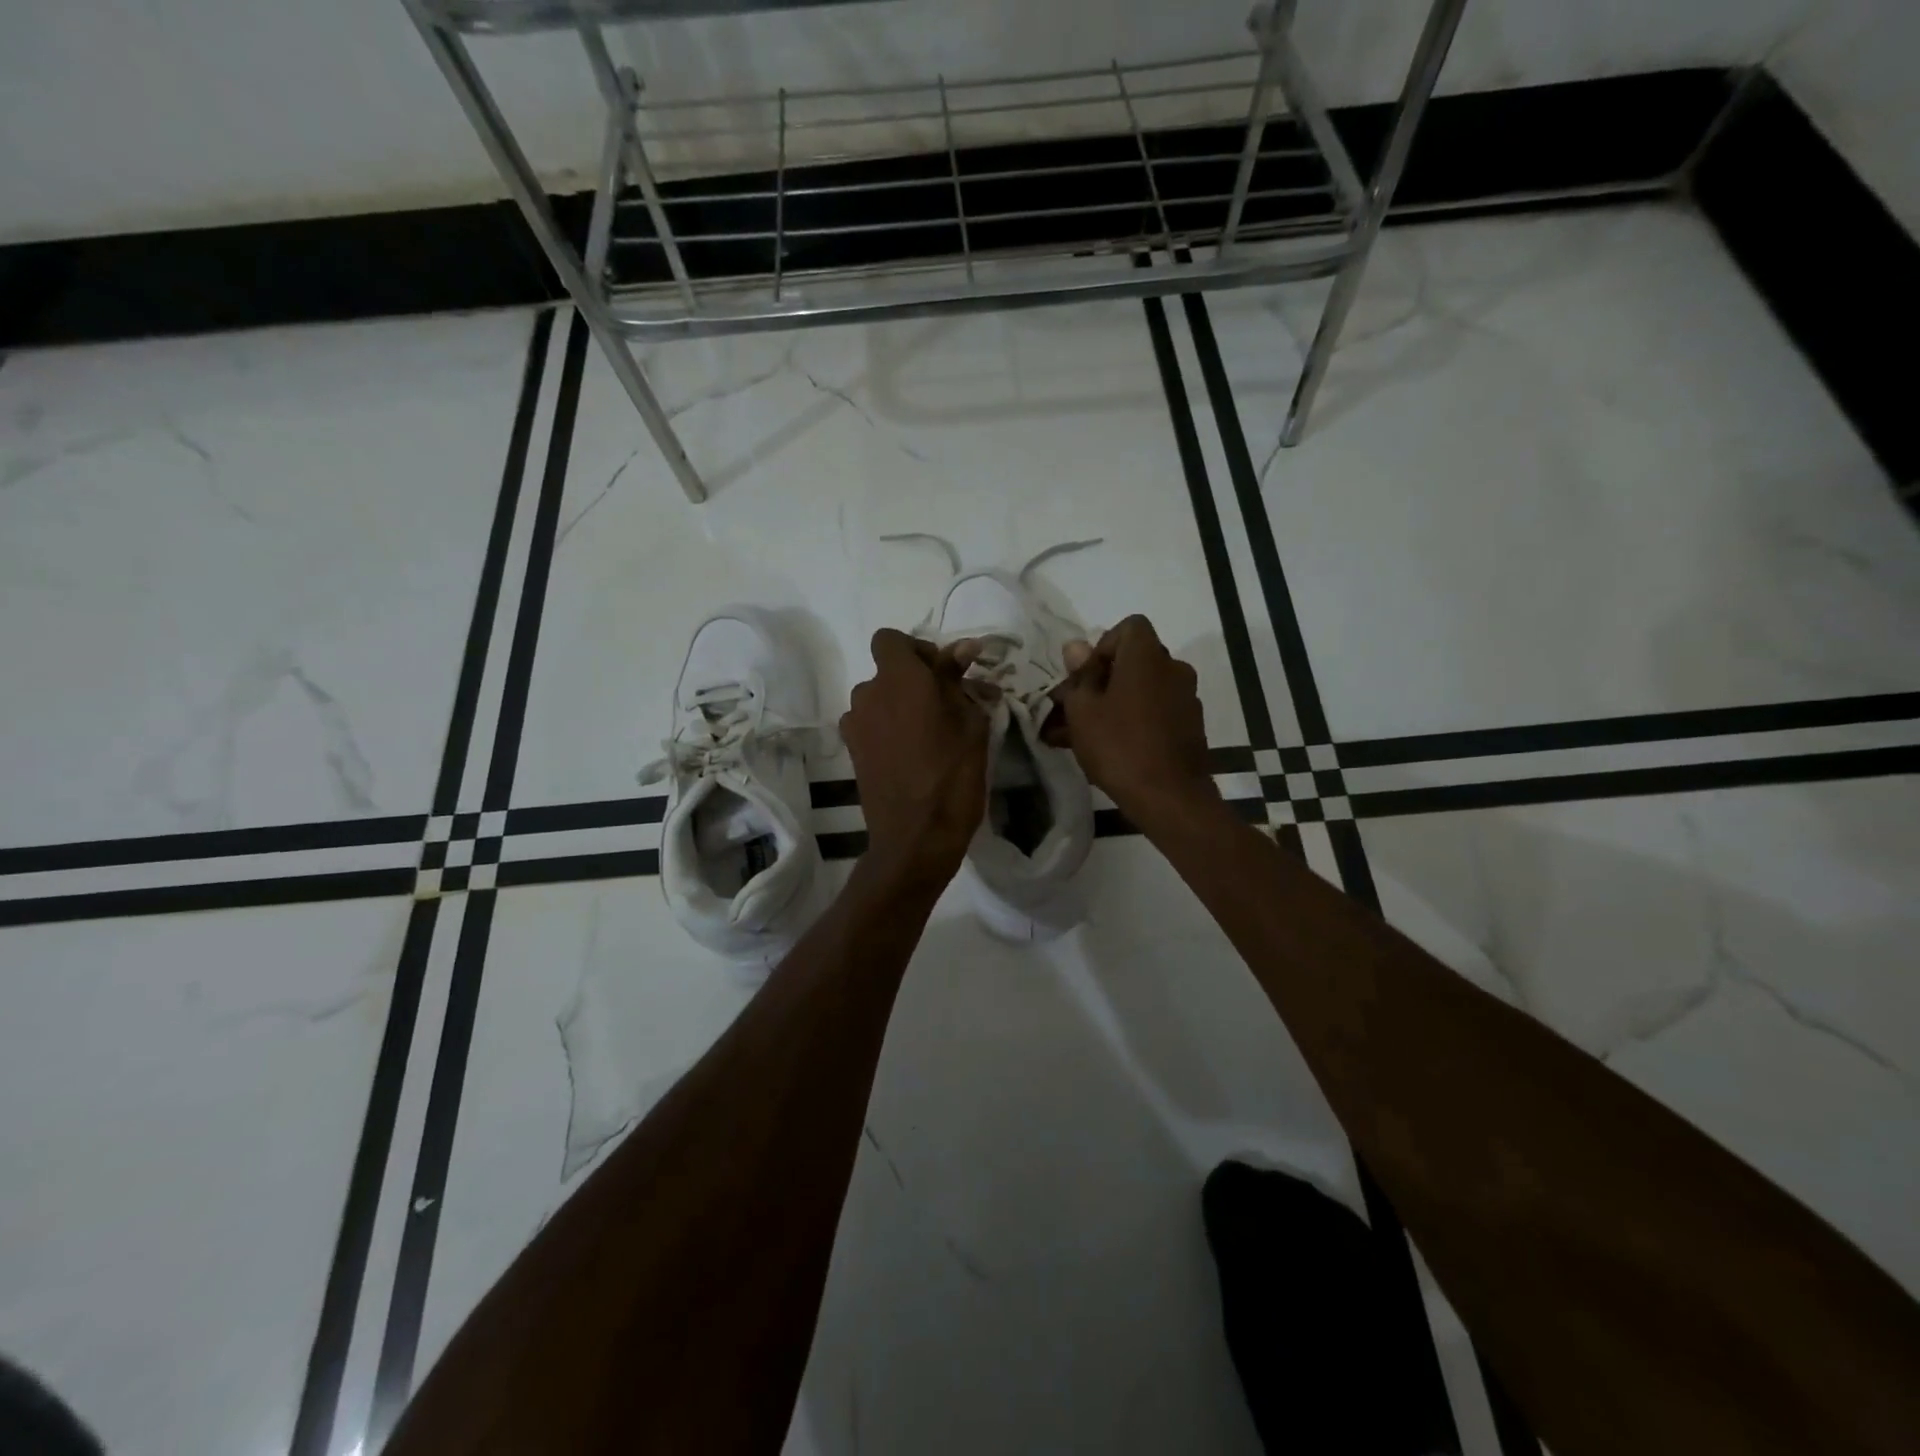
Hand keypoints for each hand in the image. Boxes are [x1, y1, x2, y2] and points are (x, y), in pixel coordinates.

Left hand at [841, 629, 988, 887]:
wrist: (916, 836)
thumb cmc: (953, 775)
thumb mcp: (970, 722)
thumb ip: (958, 680)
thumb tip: (962, 647)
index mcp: (899, 678)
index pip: (890, 639)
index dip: (916, 649)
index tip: (943, 674)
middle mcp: (868, 693)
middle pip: (886, 671)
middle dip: (913, 680)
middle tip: (945, 706)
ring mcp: (855, 724)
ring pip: (878, 699)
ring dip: (899, 705)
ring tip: (928, 734)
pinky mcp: (851, 751)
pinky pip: (870, 724)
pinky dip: (887, 728)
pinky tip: (910, 754)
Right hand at [1048, 615, 1219, 829]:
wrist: (1169, 797)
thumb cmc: (1118, 745)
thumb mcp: (1083, 710)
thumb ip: (1079, 675)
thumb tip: (1076, 647)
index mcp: (1148, 657)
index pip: (1129, 627)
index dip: (1103, 646)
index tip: (1085, 677)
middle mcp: (1173, 669)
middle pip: (1134, 661)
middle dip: (1103, 680)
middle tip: (1074, 708)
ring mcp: (1186, 699)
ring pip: (1141, 691)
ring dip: (1113, 704)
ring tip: (1079, 735)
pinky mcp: (1190, 727)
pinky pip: (1154, 713)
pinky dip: (1133, 722)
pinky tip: (1108, 749)